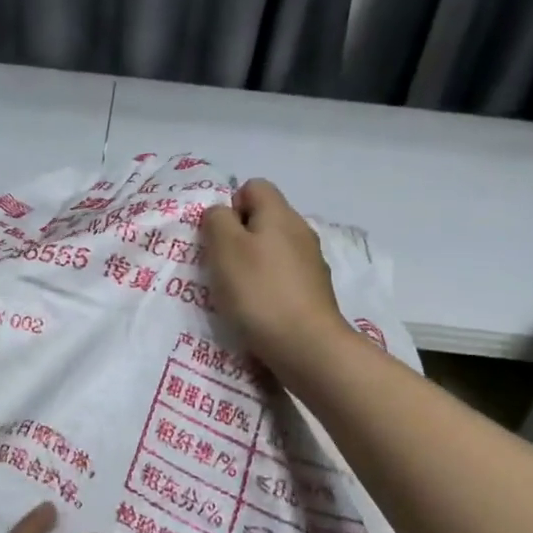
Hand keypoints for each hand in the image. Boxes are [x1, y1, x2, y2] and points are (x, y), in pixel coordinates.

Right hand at [200, 179, 352, 379]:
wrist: (306, 345)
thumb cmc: (259, 291)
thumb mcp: (224, 247)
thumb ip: (217, 220)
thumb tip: (222, 213)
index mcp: (279, 213)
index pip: (253, 187)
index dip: (230, 206)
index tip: (218, 238)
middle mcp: (300, 230)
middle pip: (264, 219)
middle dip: (239, 238)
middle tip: (221, 267)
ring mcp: (312, 262)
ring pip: (273, 249)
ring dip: (253, 265)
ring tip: (237, 293)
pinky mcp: (314, 291)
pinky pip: (284, 277)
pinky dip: (268, 287)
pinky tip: (259, 310)